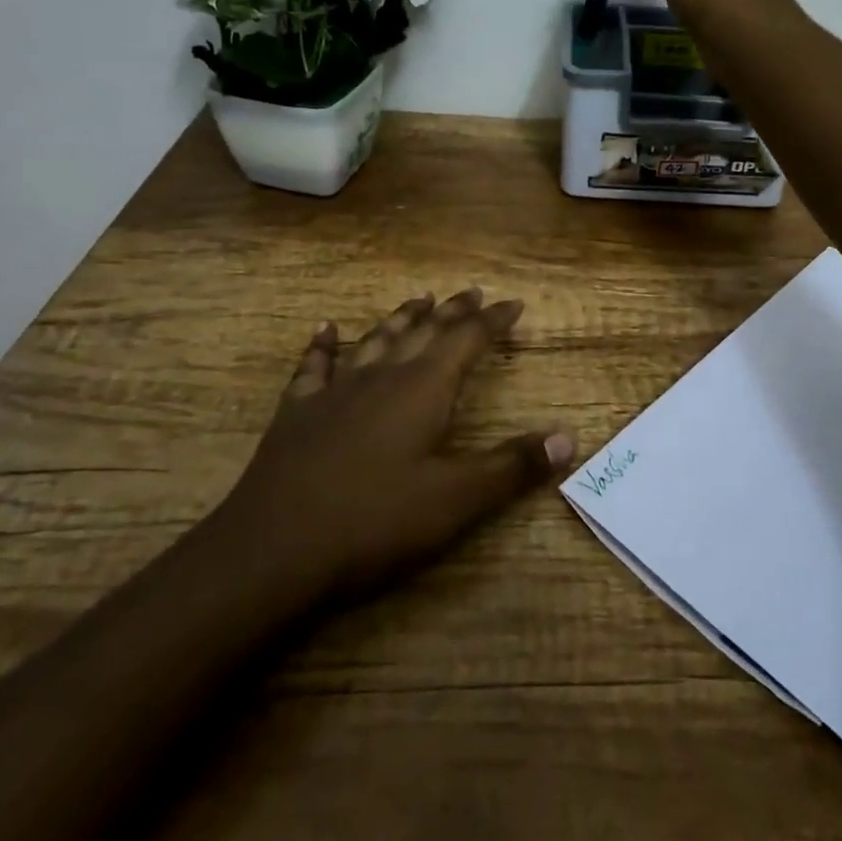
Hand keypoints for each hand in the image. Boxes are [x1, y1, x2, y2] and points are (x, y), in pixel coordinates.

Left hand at [209, 288, 574, 603]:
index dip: (493, 320)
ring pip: (376, 340)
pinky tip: (325, 329)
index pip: (467, 340)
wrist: (273, 549)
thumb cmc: (374, 522)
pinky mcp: (298, 413)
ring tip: (418, 298)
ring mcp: (336, 391)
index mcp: (423, 390)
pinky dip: (323, 345)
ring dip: (401, 318)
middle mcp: (382, 377)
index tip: (513, 303)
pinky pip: (314, 367)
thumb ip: (512, 467)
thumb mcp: (456, 501)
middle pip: (424, 331)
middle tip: (472, 291)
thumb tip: (569, 437)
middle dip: (453, 311)